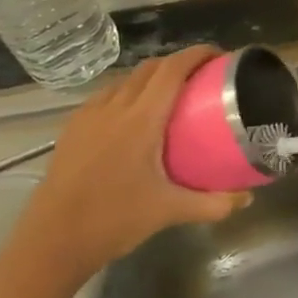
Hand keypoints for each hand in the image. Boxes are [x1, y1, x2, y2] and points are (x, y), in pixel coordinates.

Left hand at [0, 46, 246, 297]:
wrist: (50, 243)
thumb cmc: (113, 221)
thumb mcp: (170, 211)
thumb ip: (213, 203)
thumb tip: (247, 198)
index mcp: (140, 120)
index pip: (171, 70)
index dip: (196, 54)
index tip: (219, 55)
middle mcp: (113, 109)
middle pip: (148, 68)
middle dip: (177, 63)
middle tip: (202, 76)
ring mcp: (88, 117)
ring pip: (124, 80)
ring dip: (151, 76)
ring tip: (171, 93)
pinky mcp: (72, 130)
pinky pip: (105, 97)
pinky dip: (127, 93)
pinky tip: (134, 116)